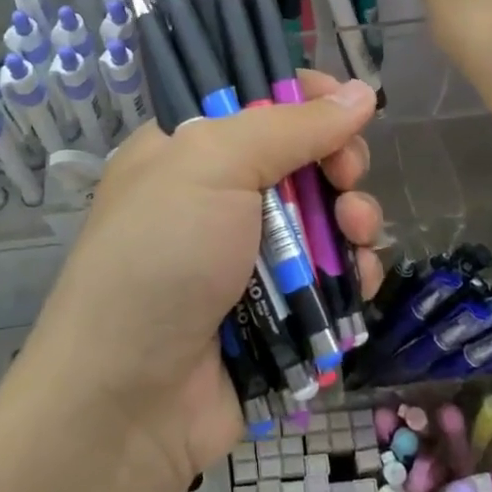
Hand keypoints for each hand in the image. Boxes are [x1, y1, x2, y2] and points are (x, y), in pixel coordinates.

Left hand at [23, 71, 385, 491]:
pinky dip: (351, 273)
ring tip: (357, 233)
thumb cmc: (162, 256)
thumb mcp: (214, 166)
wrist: (129, 399)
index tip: (346, 106)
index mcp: (187, 147)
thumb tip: (361, 92)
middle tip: (347, 177)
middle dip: (338, 162)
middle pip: (301, 157)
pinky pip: (329, 276)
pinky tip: (358, 280)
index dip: (307, 97)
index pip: (256, 99)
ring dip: (353, 219)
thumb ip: (291, 126)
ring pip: (324, 217)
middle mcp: (217, 194)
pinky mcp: (275, 308)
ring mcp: (247, 254)